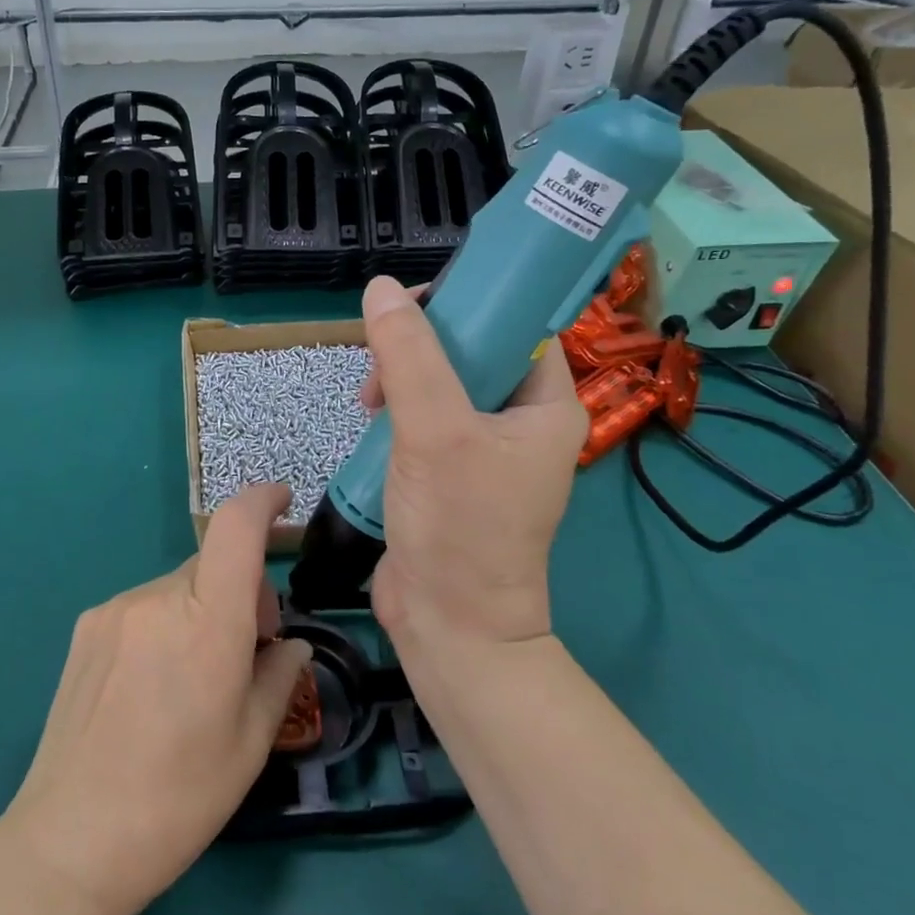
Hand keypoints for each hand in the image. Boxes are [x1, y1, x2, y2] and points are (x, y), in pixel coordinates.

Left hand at [0, 484, 312, 914]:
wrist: (70, 839)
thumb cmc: (178, 798)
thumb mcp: (251, 743)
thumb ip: (279, 676)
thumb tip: (287, 645)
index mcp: (208, 622)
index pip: (236, 527)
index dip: (262, 500)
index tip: (283, 502)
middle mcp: (159, 598)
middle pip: (213, 564)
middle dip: (241, 590)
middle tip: (247, 651)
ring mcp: (116, 609)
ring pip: (178, 587)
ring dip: (200, 610)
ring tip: (193, 679)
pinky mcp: (87, 626)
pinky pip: (144, 607)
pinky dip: (165, 624)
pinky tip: (151, 685)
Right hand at [358, 276, 586, 646]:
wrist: (448, 625)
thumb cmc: (459, 526)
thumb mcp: (435, 432)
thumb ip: (409, 357)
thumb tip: (382, 288)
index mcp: (547, 404)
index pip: (515, 325)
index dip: (468, 303)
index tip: (413, 305)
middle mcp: (522, 421)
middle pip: (470, 351)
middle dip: (419, 348)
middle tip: (380, 365)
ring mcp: (485, 448)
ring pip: (440, 382)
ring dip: (401, 380)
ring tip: (368, 402)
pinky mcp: (450, 471)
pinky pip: (423, 417)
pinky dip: (396, 412)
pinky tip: (370, 423)